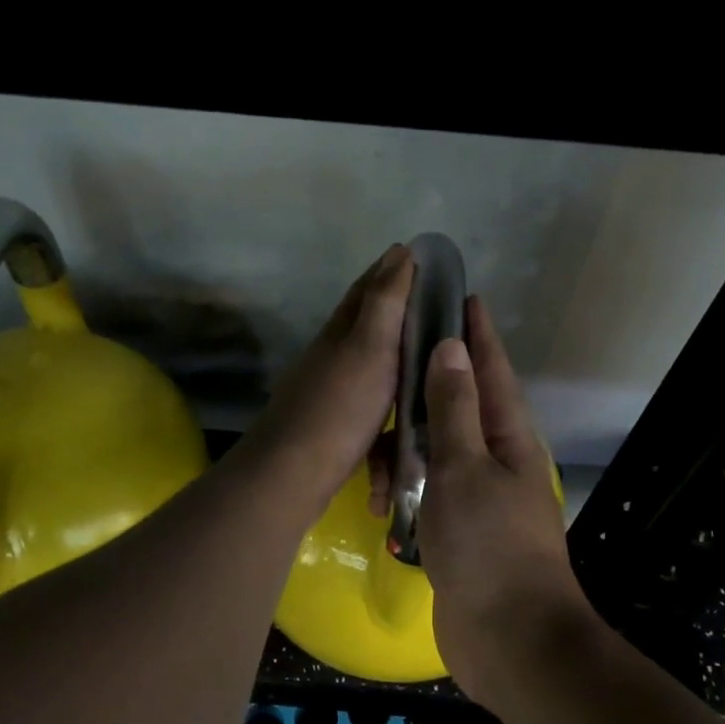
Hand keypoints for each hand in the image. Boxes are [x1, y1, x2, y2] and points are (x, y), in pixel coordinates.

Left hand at [235, 244, 413, 519]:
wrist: (294, 471)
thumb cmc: (340, 406)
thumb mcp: (370, 348)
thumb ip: (385, 303)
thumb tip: (399, 252)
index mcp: (341, 332)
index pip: (368, 289)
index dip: (391, 270)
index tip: (418, 256)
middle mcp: (332, 355)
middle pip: (365, 322)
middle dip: (393, 306)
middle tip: (430, 302)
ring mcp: (331, 390)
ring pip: (367, 361)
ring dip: (391, 349)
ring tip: (422, 350)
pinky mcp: (335, 424)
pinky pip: (368, 399)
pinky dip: (387, 392)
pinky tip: (400, 403)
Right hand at [418, 297, 594, 702]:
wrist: (510, 639)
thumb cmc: (489, 546)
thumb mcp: (465, 468)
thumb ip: (454, 409)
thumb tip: (451, 347)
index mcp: (509, 439)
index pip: (491, 371)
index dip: (477, 334)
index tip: (464, 296)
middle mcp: (497, 462)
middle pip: (465, 405)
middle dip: (437, 377)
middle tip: (401, 349)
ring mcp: (479, 499)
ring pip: (441, 450)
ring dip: (413, 437)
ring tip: (380, 419)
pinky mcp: (459, 531)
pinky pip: (430, 490)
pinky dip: (409, 480)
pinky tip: (385, 479)